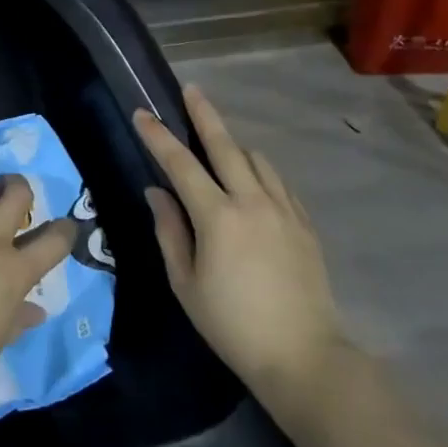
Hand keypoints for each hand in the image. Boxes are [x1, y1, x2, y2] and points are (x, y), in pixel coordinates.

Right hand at [135, 85, 343, 425]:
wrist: (304, 357)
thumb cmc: (232, 325)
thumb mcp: (186, 283)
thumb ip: (169, 231)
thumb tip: (157, 193)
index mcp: (218, 216)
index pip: (181, 164)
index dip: (158, 137)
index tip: (142, 114)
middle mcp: (252, 201)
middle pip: (226, 145)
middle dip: (205, 115)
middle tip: (191, 90)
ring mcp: (284, 210)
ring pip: (257, 160)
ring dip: (235, 146)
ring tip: (219, 145)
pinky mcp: (305, 224)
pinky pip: (279, 183)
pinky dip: (261, 172)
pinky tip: (254, 180)